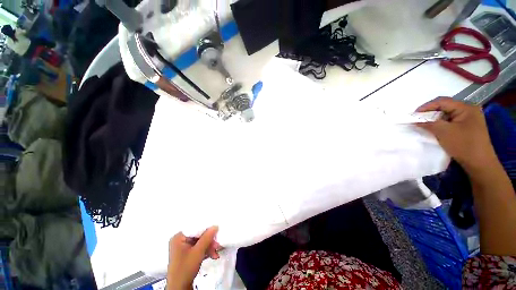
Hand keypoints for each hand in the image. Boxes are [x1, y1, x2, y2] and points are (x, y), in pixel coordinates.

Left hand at [167, 226, 220, 289]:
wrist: (180, 288)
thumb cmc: (186, 268)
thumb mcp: (198, 252)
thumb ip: (207, 237)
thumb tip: (215, 226)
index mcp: (179, 237)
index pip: (195, 227)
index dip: (206, 228)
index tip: (216, 231)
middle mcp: (180, 240)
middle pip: (198, 235)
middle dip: (209, 241)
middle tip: (217, 244)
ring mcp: (183, 248)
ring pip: (200, 242)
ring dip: (209, 247)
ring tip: (216, 252)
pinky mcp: (187, 255)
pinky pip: (198, 249)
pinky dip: (205, 251)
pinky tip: (213, 255)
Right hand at [416, 97, 498, 174]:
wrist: (480, 163)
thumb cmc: (464, 145)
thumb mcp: (444, 132)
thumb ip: (429, 123)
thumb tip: (416, 121)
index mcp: (466, 107)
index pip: (443, 101)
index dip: (427, 106)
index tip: (414, 114)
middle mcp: (469, 110)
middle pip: (445, 107)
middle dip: (430, 113)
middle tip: (418, 120)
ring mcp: (470, 119)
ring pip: (448, 115)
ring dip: (435, 119)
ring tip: (425, 125)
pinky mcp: (468, 127)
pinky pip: (451, 121)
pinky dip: (442, 124)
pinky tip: (436, 129)